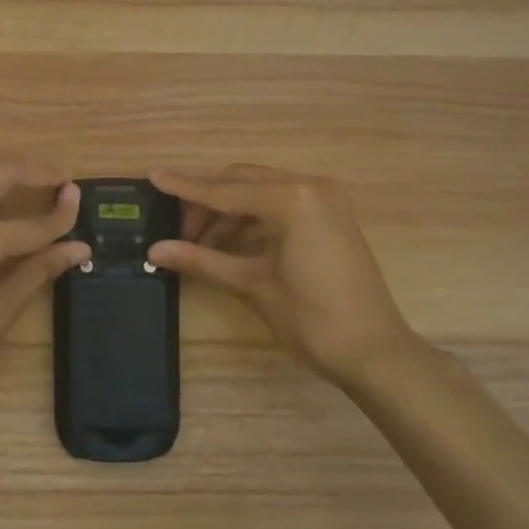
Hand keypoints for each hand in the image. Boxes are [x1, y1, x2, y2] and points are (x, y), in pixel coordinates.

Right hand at [148, 165, 425, 387]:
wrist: (375, 352)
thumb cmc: (311, 319)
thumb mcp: (252, 285)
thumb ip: (201, 260)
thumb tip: (154, 251)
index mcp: (291, 199)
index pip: (225, 190)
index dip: (186, 187)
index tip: (153, 176)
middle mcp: (309, 186)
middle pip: (242, 182)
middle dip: (207, 202)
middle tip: (178, 231)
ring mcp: (325, 199)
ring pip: (261, 191)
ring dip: (229, 211)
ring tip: (200, 243)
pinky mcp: (331, 215)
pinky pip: (281, 203)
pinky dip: (253, 217)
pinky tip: (230, 242)